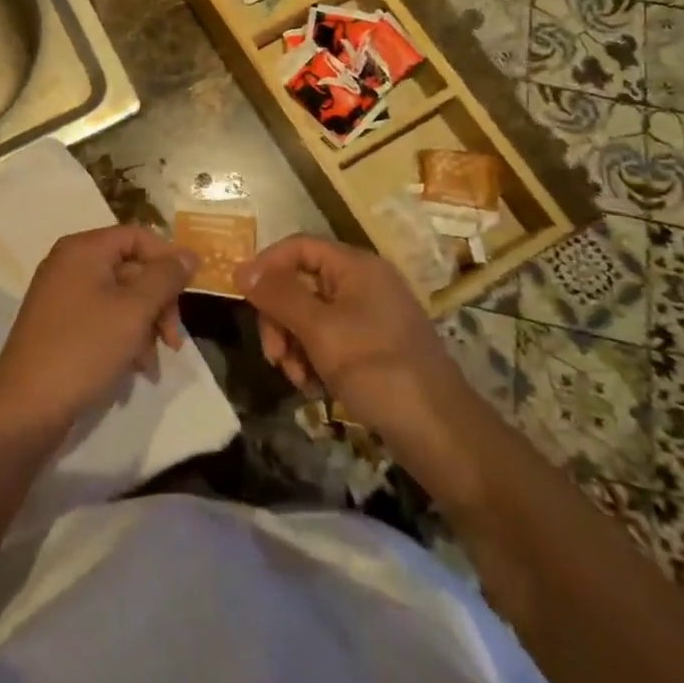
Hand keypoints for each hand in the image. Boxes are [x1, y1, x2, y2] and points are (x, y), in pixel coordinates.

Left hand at [0, 225, 196, 436]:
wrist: (25, 406)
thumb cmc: (84, 348)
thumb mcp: (134, 310)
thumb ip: (165, 277)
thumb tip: (189, 254)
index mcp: (83, 249)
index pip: (137, 236)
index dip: (167, 259)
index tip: (189, 293)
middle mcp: (70, 263)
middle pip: (130, 267)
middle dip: (158, 302)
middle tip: (174, 340)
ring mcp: (62, 295)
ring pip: (120, 297)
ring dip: (144, 325)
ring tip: (153, 363)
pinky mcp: (59, 325)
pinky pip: (102, 318)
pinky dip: (123, 336)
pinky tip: (135, 368)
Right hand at [236, 235, 460, 441]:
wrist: (443, 435)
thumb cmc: (378, 370)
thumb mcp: (319, 330)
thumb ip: (279, 296)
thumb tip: (240, 269)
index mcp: (356, 266)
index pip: (298, 247)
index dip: (266, 266)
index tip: (241, 297)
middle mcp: (364, 282)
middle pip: (301, 283)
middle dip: (280, 318)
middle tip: (274, 356)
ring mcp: (371, 316)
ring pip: (311, 316)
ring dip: (294, 344)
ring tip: (298, 379)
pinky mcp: (375, 347)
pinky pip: (330, 339)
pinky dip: (315, 359)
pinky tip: (315, 388)